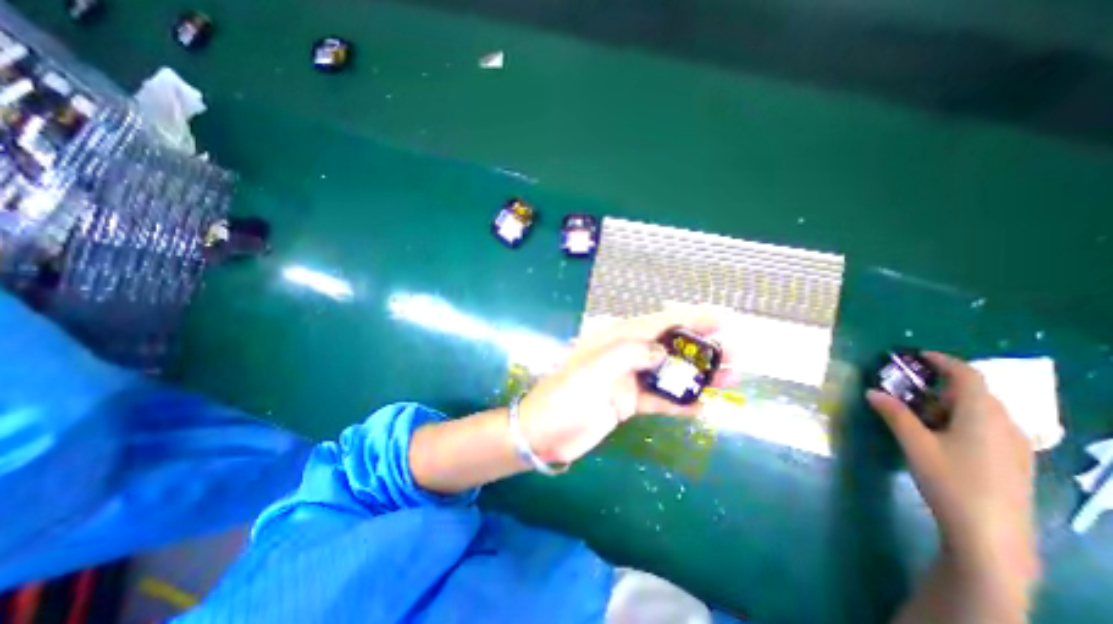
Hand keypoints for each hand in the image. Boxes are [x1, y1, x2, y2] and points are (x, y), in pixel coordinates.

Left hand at [519, 310, 736, 465]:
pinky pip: (660, 400)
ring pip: (669, 373)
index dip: (689, 319)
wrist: (545, 432)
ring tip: (729, 381)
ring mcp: (628, 380)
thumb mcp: (595, 368)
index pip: (658, 322)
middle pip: (669, 347)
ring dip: (697, 376)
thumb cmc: (567, 396)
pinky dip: (680, 402)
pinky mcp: (628, 403)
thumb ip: (630, 353)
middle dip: (701, 349)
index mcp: (616, 339)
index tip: (720, 321)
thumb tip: (663, 352)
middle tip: (734, 356)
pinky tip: (703, 407)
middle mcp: (625, 355)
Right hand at [863, 352, 1038, 581]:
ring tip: (918, 414)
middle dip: (940, 386)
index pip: (969, 376)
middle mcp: (1006, 425)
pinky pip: (987, 427)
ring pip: (981, 411)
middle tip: (907, 390)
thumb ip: (894, 414)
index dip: (944, 361)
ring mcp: (1015, 446)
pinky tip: (940, 436)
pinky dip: (961, 420)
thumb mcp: (914, 444)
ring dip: (948, 404)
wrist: (991, 535)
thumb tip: (872, 391)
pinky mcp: (1013, 461)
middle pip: (975, 393)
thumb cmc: (950, 480)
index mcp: (982, 416)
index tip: (918, 355)